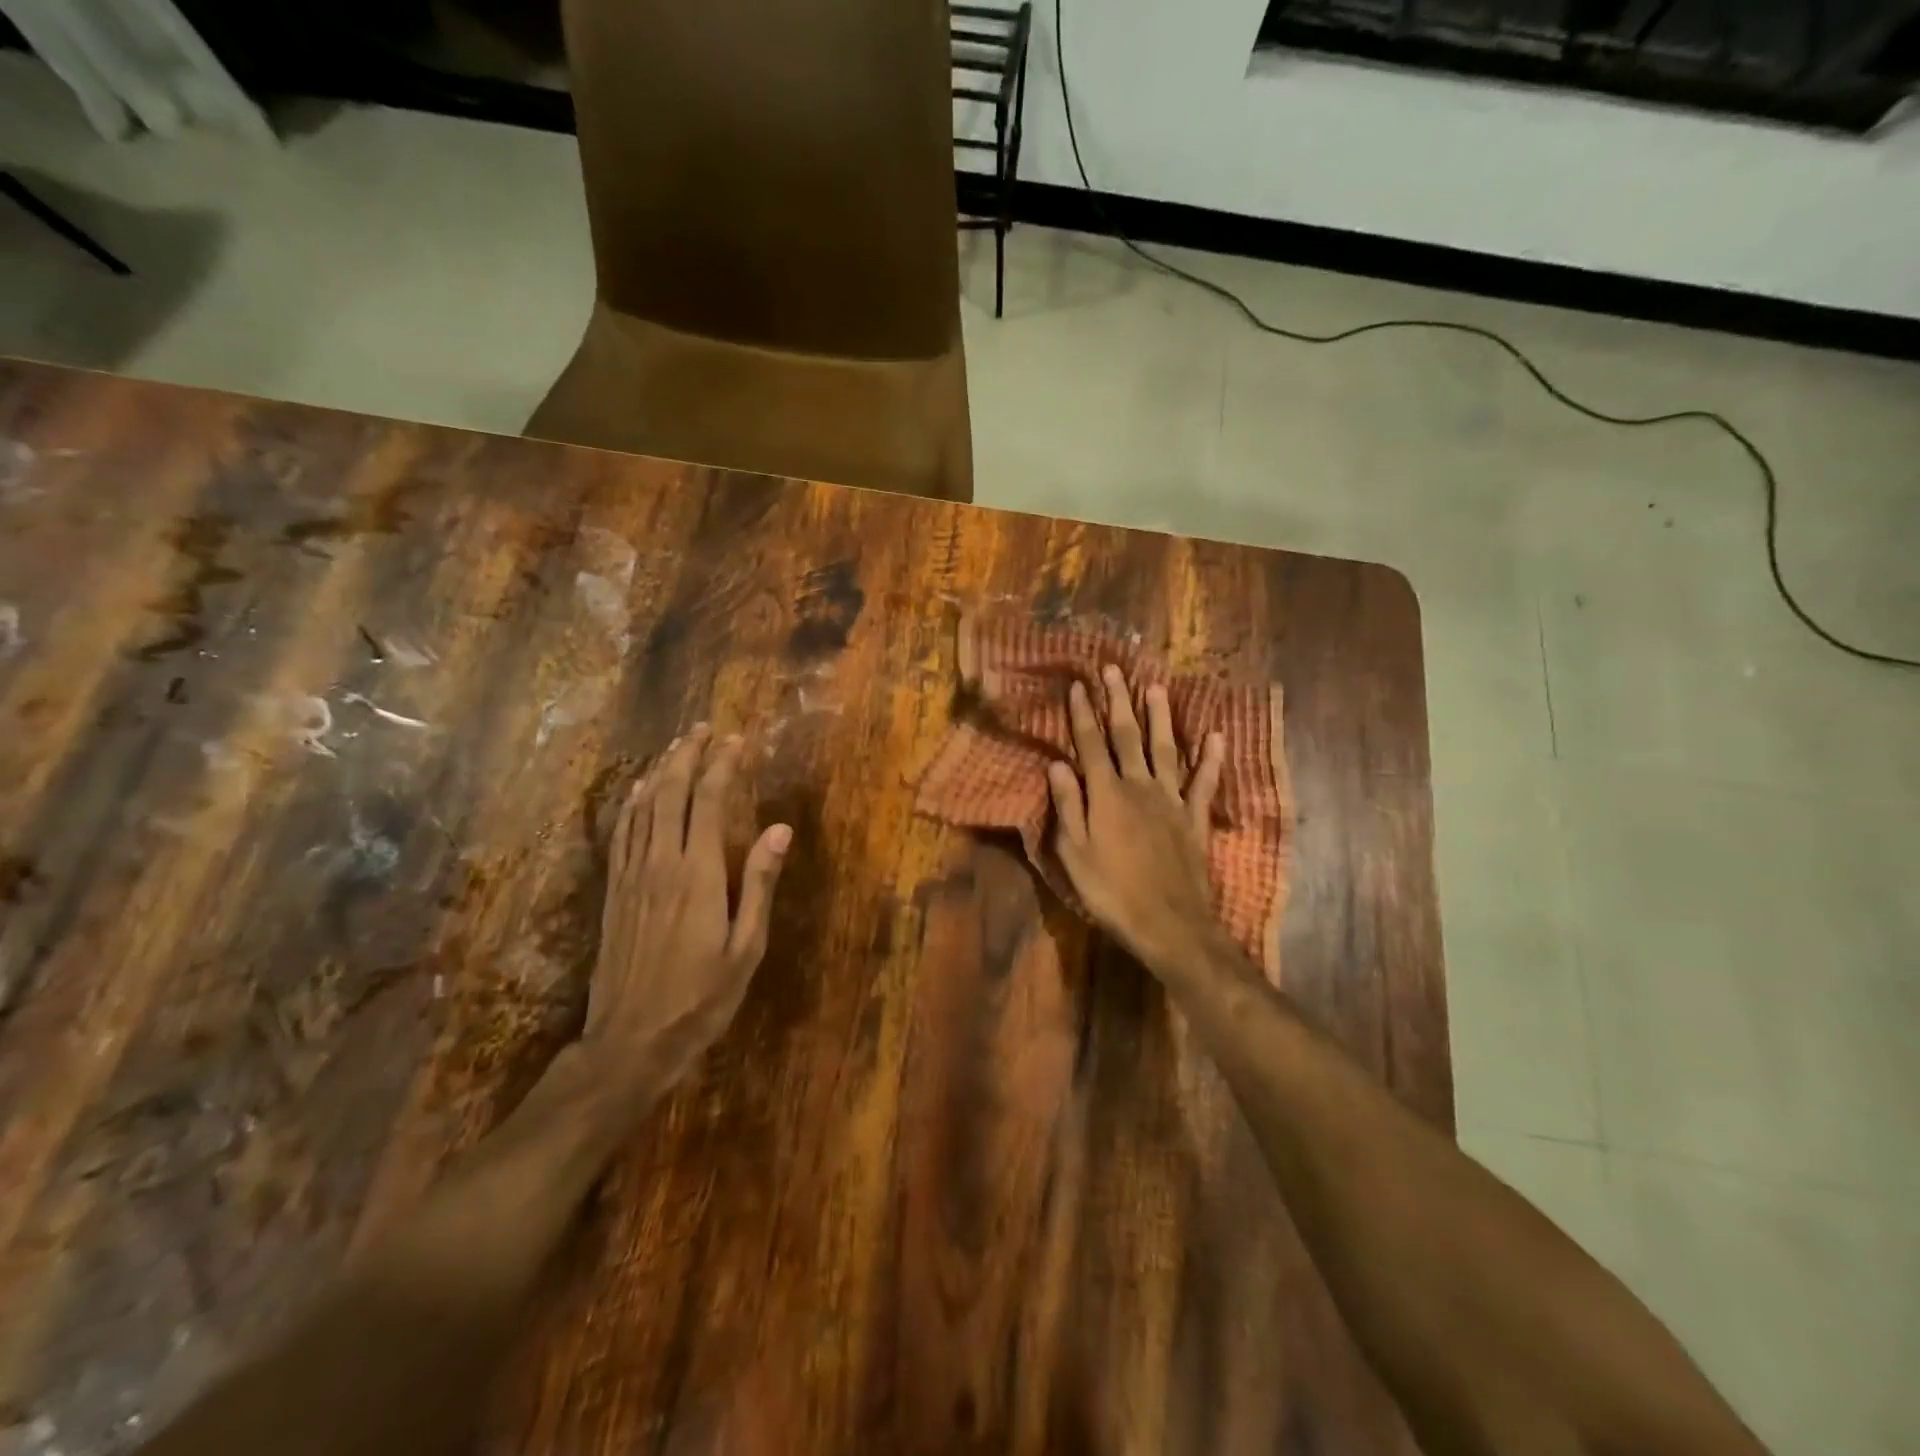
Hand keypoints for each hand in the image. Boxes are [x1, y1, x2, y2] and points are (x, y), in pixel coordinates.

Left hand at [583, 725, 791, 1103]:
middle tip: (703, 728)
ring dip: (658, 771)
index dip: (722, 766)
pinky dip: (631, 803)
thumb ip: (760, 884)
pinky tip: (637, 791)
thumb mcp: (746, 948)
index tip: (737, 741)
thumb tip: (781, 829)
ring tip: (675, 746)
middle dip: (687, 755)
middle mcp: (660, 864)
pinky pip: (621, 834)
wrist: (631, 1042)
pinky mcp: (614, 892)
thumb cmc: (701, 998)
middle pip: (670, 793)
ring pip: (642, 807)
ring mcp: (631, 876)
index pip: (709, 802)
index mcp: (698, 875)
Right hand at [1046, 666, 1225, 969]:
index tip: (1079, 685)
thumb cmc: (1111, 892)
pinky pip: (1203, 782)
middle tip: (1114, 670)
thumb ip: (1068, 806)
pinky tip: (1215, 735)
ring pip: (1165, 749)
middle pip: (1127, 737)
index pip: (1091, 745)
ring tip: (1156, 687)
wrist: (1169, 923)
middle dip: (1119, 702)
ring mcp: (1171, 800)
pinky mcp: (1194, 818)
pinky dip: (1211, 758)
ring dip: (1160, 717)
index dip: (1083, 714)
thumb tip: (1057, 765)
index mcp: (1106, 795)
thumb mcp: (1074, 854)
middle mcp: (1139, 787)